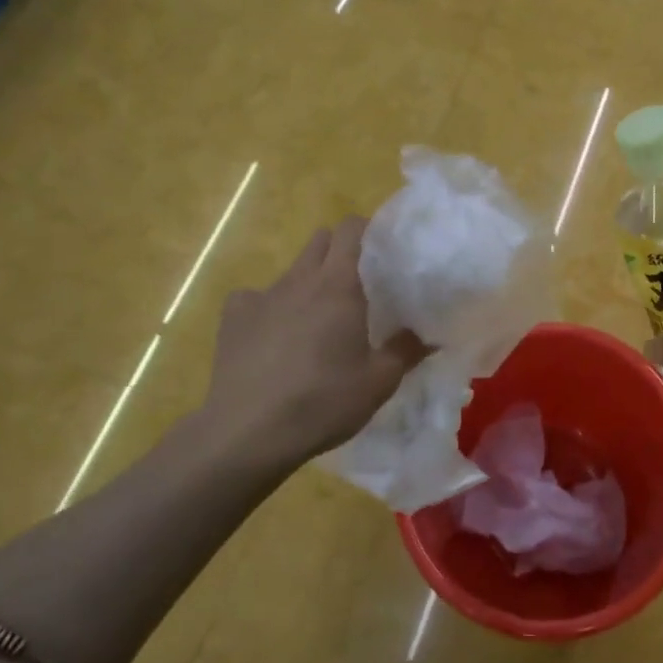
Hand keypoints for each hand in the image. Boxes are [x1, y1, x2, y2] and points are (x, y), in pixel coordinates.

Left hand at [196, 218, 426, 467]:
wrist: (248, 432)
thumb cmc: (323, 402)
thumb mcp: (379, 382)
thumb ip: (406, 351)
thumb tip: (430, 335)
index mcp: (338, 286)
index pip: (350, 230)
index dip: (366, 230)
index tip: (381, 249)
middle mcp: (299, 280)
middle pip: (319, 242)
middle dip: (338, 251)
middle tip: (357, 284)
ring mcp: (260, 296)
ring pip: (291, 272)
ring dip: (308, 282)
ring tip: (317, 319)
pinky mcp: (232, 318)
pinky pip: (255, 298)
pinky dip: (269, 308)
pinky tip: (273, 336)